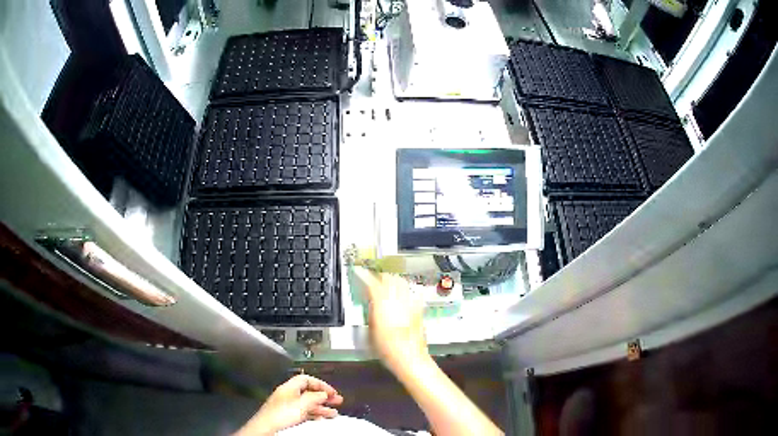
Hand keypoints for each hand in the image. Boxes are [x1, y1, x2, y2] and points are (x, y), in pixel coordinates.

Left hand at [235, 374, 343, 435]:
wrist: (267, 428)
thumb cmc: (281, 414)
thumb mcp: (302, 403)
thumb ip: (314, 397)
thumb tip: (324, 393)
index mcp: (289, 387)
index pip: (306, 379)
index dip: (321, 384)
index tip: (332, 391)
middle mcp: (288, 395)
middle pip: (308, 392)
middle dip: (323, 396)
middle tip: (337, 401)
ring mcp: (287, 406)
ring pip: (307, 404)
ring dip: (321, 408)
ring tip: (333, 413)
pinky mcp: (287, 416)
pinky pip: (304, 413)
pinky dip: (314, 415)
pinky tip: (321, 419)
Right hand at [353, 267, 429, 373]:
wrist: (409, 357)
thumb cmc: (387, 348)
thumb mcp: (370, 330)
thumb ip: (370, 312)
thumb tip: (371, 303)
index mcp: (383, 303)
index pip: (372, 282)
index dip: (364, 275)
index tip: (359, 272)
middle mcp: (398, 299)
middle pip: (390, 278)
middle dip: (381, 277)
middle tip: (373, 280)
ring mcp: (411, 302)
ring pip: (401, 282)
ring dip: (392, 281)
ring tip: (386, 286)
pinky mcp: (419, 309)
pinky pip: (410, 293)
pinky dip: (403, 291)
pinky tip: (400, 298)